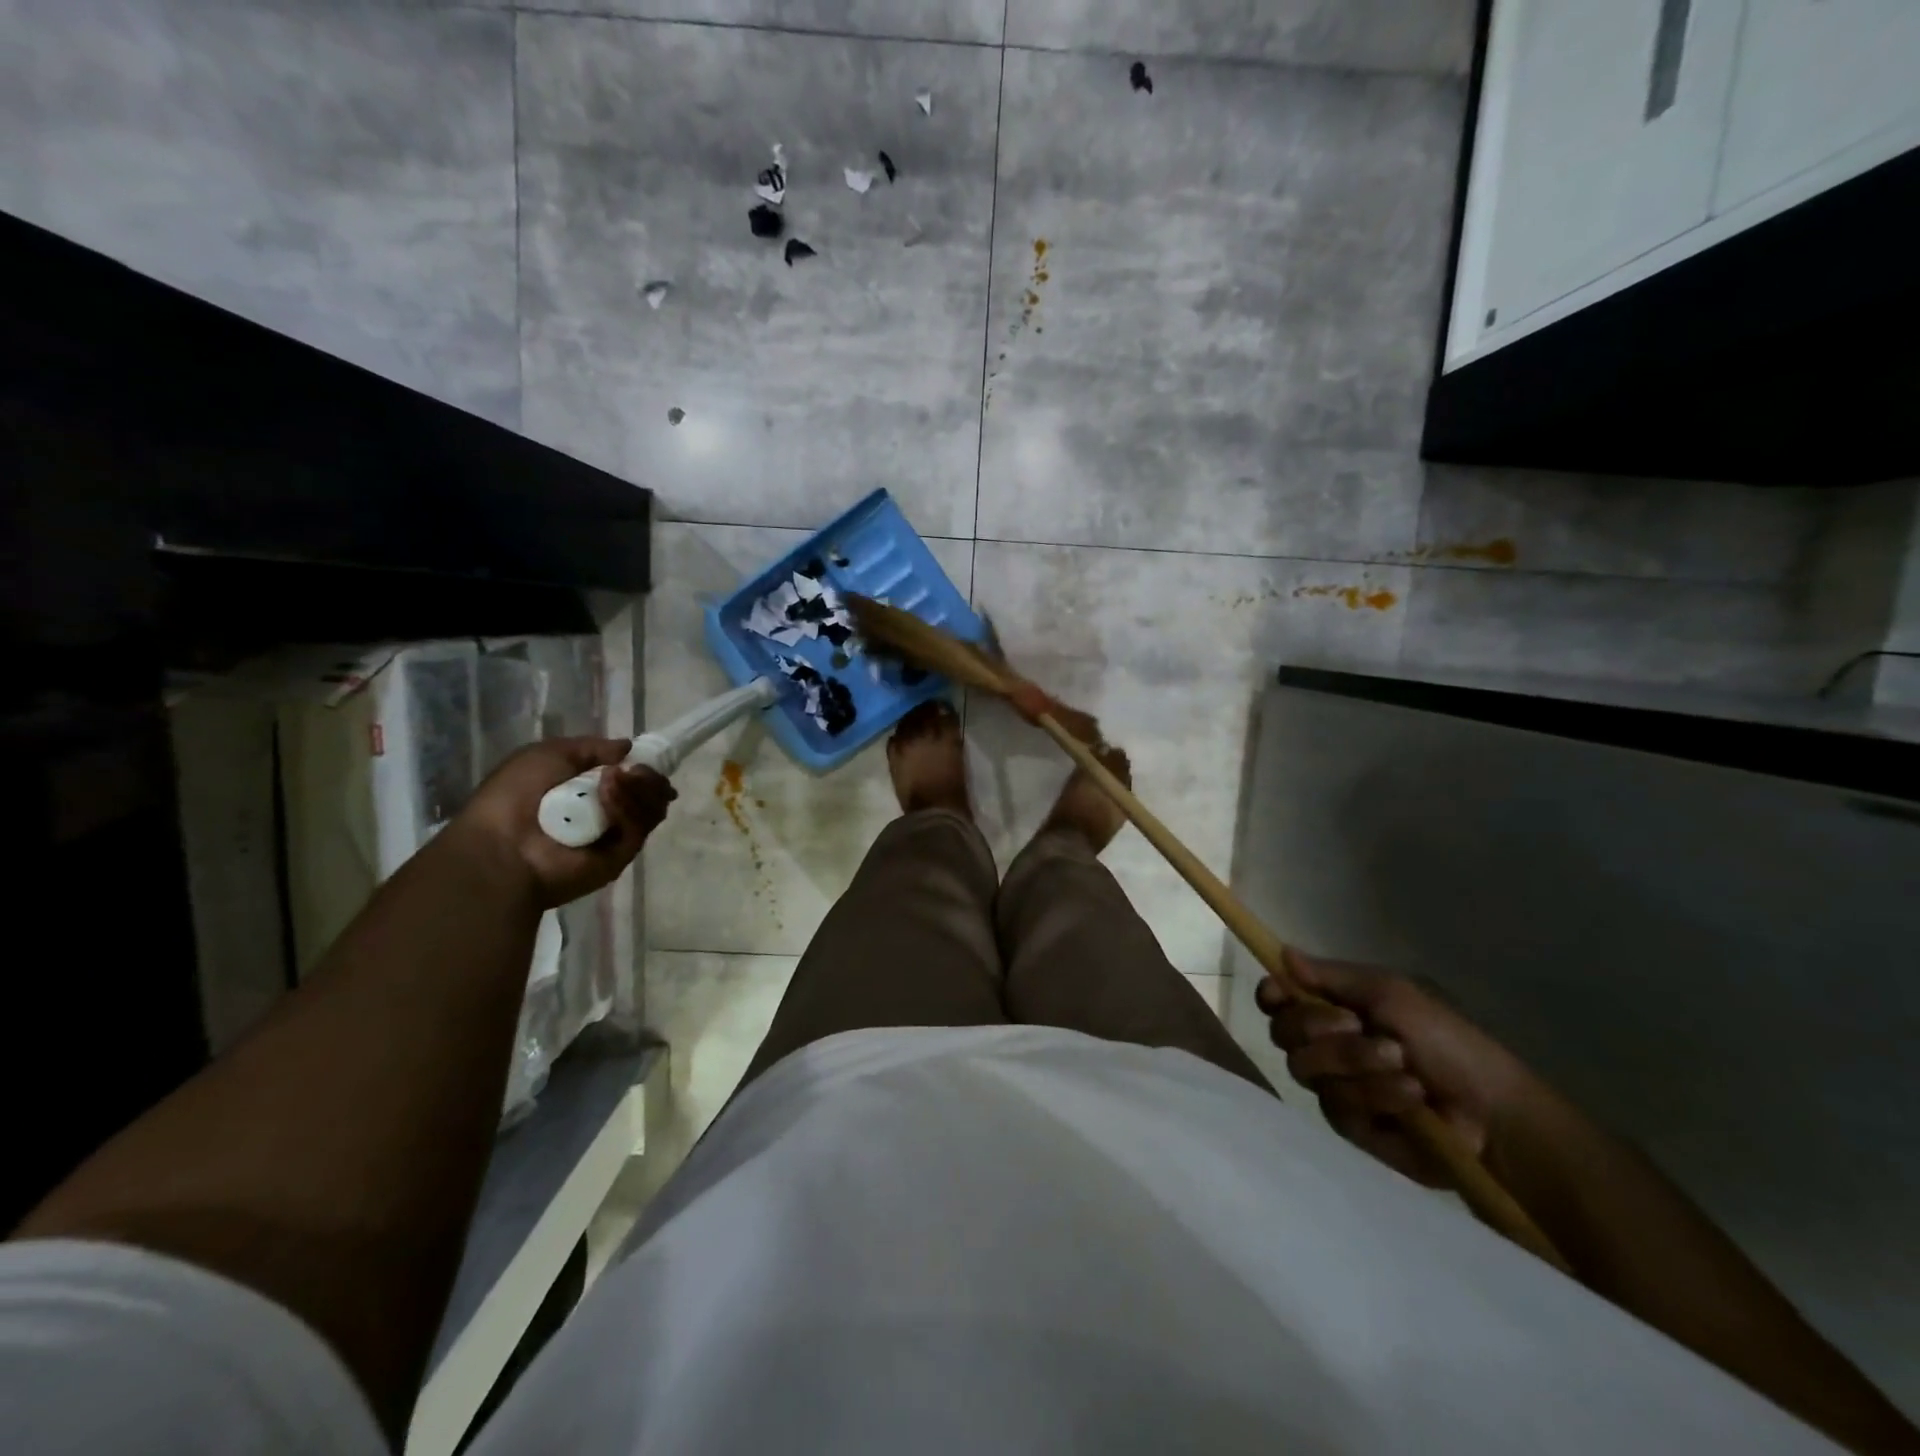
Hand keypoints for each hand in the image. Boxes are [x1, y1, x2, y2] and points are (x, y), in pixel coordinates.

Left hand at [449, 738, 675, 908]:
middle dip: (648, 777)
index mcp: (591, 791)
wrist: (501, 846)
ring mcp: (618, 835)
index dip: (645, 767)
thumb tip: (629, 747)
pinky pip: (638, 826)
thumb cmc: (515, 795)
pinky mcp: (623, 855)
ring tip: (613, 779)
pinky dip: (627, 807)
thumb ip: (592, 747)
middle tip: (635, 770)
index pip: (635, 778)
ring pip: (651, 807)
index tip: (647, 758)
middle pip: (650, 792)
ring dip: (638, 788)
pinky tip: (608, 796)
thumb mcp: (549, 754)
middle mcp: (609, 813)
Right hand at [1257, 949, 1543, 1185]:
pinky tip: (1411, 1096)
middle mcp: (1324, 1047)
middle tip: (1357, 1025)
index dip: (1272, 996)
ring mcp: (1334, 1087)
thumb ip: (1331, 975)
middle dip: (1319, 1027)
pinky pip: (1338, 1105)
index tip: (1281, 993)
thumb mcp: (1390, 993)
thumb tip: (1281, 952)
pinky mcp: (1350, 1127)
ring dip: (1357, 1061)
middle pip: (1283, 1032)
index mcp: (1331, 1010)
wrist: (1492, 1109)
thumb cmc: (1445, 1039)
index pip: (1276, 1001)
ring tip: (1402, 1063)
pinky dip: (1378, 1094)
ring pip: (1308, 1069)